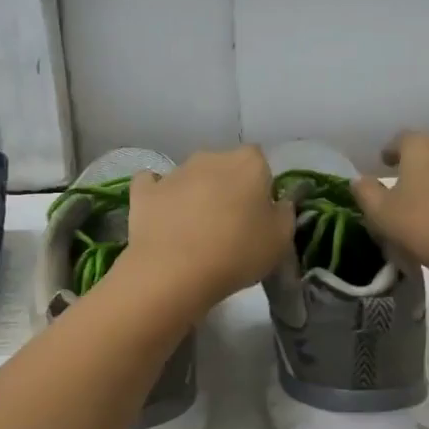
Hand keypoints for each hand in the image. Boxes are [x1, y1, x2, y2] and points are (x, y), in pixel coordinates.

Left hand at [121, 146, 294, 313]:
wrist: (174, 271)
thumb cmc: (237, 253)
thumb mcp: (280, 240)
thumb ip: (284, 214)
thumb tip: (280, 202)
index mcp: (249, 162)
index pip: (260, 163)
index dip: (261, 188)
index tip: (259, 216)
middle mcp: (211, 157)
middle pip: (224, 167)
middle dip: (227, 188)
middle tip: (229, 225)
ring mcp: (174, 172)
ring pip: (191, 177)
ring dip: (195, 194)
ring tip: (195, 231)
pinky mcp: (144, 191)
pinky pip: (153, 186)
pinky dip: (158, 197)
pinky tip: (162, 217)